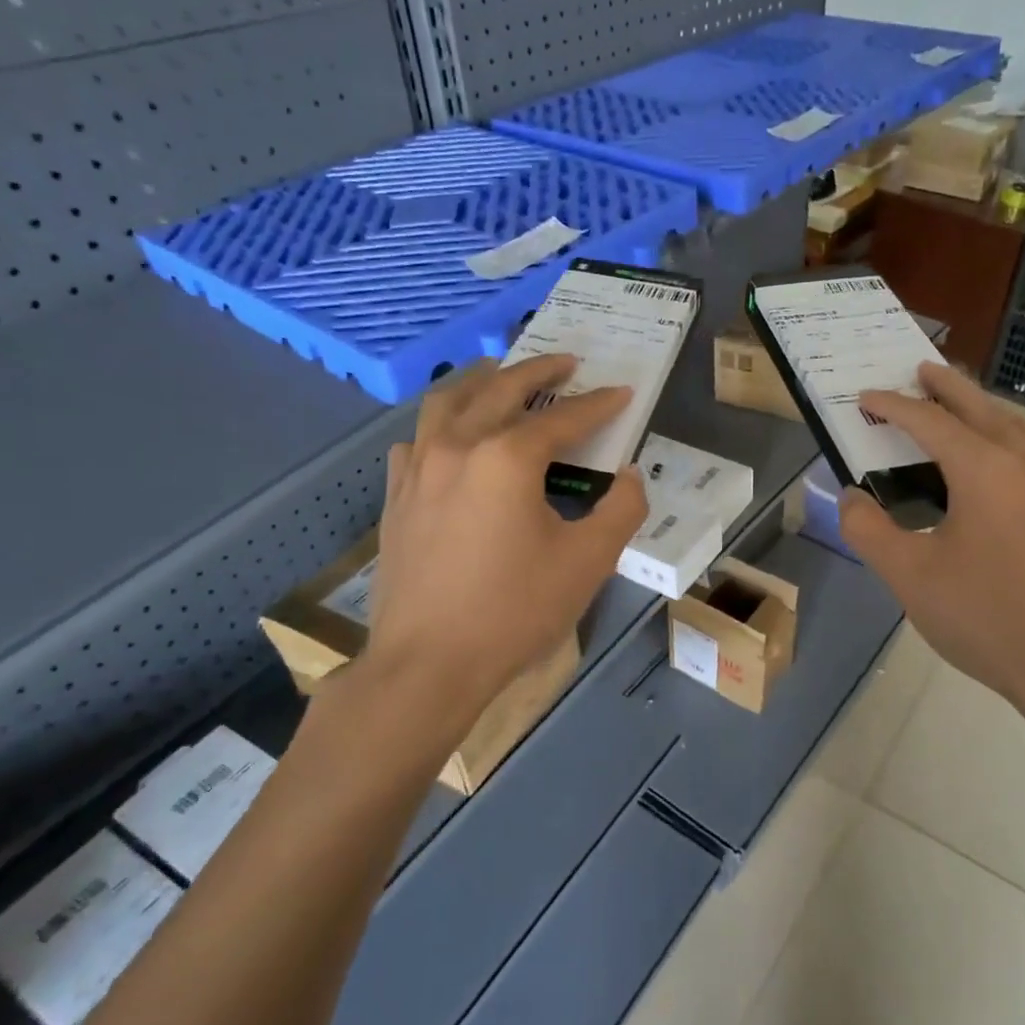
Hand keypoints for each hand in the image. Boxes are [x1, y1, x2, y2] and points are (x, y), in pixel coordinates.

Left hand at [355, 355, 646, 742]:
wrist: (429, 663)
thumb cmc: (515, 611)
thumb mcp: (589, 562)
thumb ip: (621, 509)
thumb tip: (628, 476)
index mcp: (507, 458)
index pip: (564, 418)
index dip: (598, 404)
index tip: (622, 391)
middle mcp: (458, 447)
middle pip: (500, 390)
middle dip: (538, 371)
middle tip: (565, 361)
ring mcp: (418, 469)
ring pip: (447, 402)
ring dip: (481, 380)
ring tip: (501, 372)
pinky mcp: (396, 496)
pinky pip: (417, 439)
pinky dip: (441, 423)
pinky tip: (450, 435)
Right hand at [837, 364, 1024, 755]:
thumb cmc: (984, 616)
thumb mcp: (909, 575)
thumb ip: (869, 529)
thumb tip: (852, 497)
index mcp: (984, 468)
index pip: (929, 421)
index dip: (892, 406)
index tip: (863, 398)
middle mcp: (1022, 461)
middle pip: (978, 406)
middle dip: (945, 385)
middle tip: (917, 368)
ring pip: (1010, 423)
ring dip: (977, 405)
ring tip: (951, 404)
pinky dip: (999, 431)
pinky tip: (985, 457)